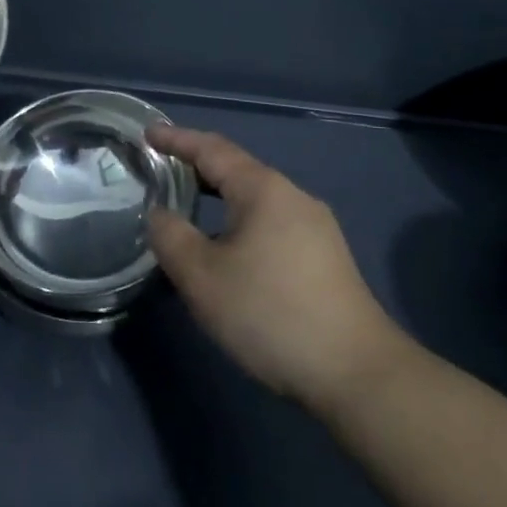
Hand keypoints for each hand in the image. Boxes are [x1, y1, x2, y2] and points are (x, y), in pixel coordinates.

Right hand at [146, 124, 412, 411]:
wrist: (358, 374)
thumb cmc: (271, 314)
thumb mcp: (203, 277)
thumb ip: (171, 237)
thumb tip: (159, 214)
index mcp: (263, 189)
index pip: (211, 149)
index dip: (176, 139)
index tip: (147, 133)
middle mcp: (292, 196)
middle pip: (236, 169)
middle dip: (196, 166)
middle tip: (161, 168)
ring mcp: (316, 227)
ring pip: (256, 198)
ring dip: (219, 196)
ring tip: (189, 205)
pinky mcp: (326, 257)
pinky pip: (271, 221)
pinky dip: (240, 220)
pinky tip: (229, 246)